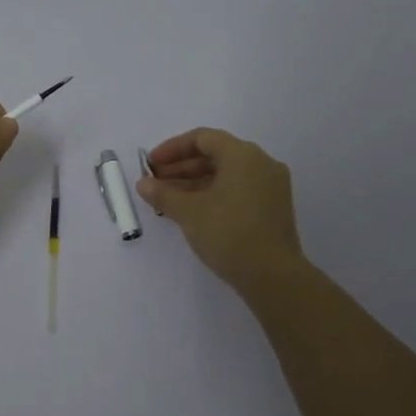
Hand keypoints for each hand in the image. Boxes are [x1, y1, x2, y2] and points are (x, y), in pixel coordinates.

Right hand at [138, 127, 305, 292]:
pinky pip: (238, 189)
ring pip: (226, 174)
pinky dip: (213, 194)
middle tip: (156, 182)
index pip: (203, 138)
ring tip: (168, 199)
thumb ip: (163, 193)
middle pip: (215, 155)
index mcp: (243, 155)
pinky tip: (192, 210)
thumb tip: (142, 183)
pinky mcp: (273, 208)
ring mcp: (271, 186)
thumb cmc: (228, 233)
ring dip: (195, 182)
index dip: (172, 148)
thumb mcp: (189, 212)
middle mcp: (261, 163)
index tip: (151, 164)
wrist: (273, 276)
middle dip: (182, 167)